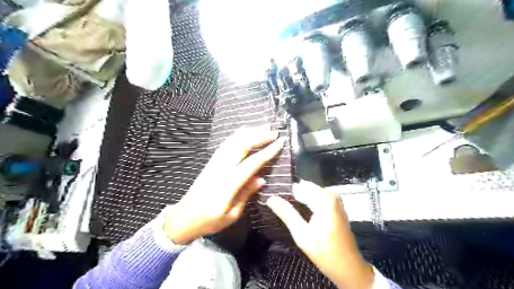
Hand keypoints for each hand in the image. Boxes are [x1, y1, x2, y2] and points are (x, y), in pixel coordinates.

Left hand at [164, 127, 284, 243]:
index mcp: (228, 185)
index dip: (266, 152)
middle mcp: (221, 170)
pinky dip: (235, 136)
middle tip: (273, 132)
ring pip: (232, 143)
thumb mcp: (231, 215)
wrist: (184, 217)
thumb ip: (246, 195)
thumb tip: (261, 179)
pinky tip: (243, 132)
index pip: (251, 164)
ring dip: (248, 133)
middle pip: (241, 147)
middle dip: (259, 137)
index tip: (279, 143)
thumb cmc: (210, 221)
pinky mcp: (210, 163)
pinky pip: (225, 145)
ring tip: (262, 127)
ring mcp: (214, 164)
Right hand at [267, 181, 371, 287]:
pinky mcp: (336, 206)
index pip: (299, 187)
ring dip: (299, 198)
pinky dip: (307, 201)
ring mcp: (335, 200)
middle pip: (305, 187)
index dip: (284, 192)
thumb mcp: (302, 235)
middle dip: (292, 194)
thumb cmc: (325, 252)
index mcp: (325, 200)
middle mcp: (331, 195)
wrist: (348, 267)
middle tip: (276, 203)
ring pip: (311, 191)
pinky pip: (317, 196)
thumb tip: (271, 198)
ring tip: (285, 207)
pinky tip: (298, 210)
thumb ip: (286, 214)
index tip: (273, 197)